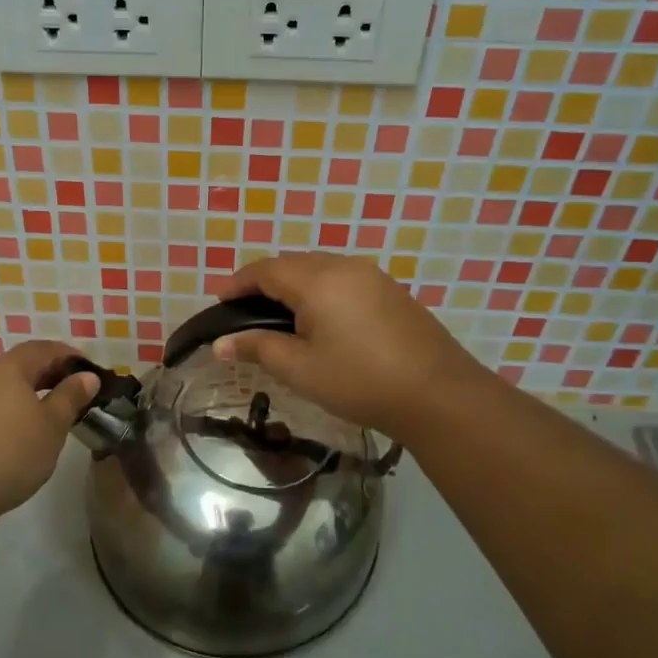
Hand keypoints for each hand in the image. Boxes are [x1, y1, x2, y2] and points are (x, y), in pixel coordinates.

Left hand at [0, 341, 98, 521]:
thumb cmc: (9, 452)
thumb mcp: (52, 426)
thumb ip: (70, 397)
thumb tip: (87, 377)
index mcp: (7, 367)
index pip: (43, 349)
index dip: (69, 356)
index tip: (89, 372)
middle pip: (18, 365)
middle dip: (47, 375)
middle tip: (72, 394)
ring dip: (24, 394)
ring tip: (45, 416)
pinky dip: (5, 410)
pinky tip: (14, 433)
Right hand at [213, 254, 484, 446]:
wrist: (438, 394)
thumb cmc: (359, 381)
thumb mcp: (300, 369)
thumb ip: (257, 348)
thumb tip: (220, 344)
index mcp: (317, 280)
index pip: (265, 269)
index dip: (238, 283)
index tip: (220, 302)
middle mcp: (344, 266)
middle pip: (292, 264)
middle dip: (264, 282)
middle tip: (245, 311)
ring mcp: (372, 276)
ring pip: (320, 269)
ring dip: (294, 285)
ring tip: (279, 315)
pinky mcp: (391, 291)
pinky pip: (343, 279)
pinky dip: (320, 291)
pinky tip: (321, 319)